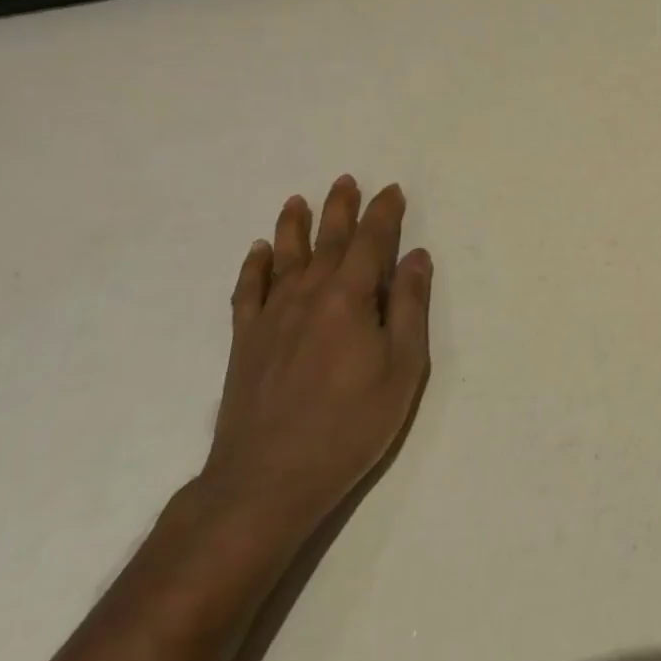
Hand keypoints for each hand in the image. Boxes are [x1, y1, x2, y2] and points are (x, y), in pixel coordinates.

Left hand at [199, 176, 431, 536]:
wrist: (266, 480)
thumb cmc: (349, 425)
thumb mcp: (402, 368)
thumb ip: (409, 307)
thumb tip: (415, 256)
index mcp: (350, 298)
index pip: (371, 243)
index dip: (384, 214)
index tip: (392, 190)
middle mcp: (308, 296)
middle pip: (327, 241)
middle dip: (340, 209)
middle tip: (346, 180)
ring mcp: (271, 318)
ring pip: (285, 258)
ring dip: (294, 226)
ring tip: (298, 200)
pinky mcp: (245, 342)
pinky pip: (249, 291)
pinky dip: (254, 267)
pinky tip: (259, 252)